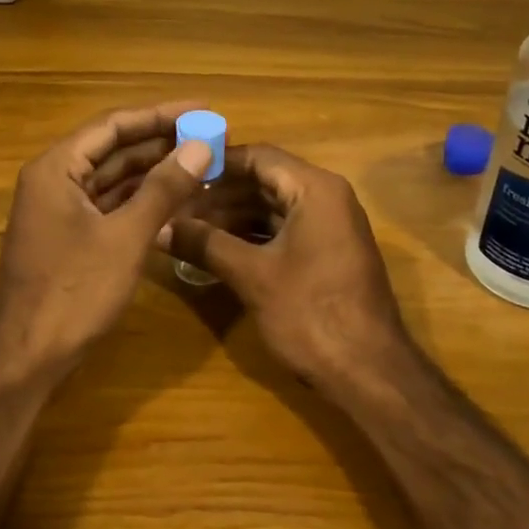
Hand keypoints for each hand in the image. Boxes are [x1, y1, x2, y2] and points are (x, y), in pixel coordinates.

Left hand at [0, 101, 213, 370]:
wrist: (26, 356)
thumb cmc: (74, 291)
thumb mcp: (125, 237)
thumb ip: (163, 189)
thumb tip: (200, 146)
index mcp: (57, 168)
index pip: (114, 125)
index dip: (160, 114)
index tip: (202, 110)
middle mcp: (54, 180)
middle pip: (113, 149)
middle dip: (161, 143)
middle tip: (209, 137)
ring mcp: (60, 210)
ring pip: (113, 179)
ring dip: (154, 172)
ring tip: (201, 164)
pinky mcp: (69, 237)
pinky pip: (109, 206)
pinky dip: (141, 201)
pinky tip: (176, 200)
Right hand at [162, 145, 412, 400]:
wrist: (369, 372)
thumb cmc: (311, 313)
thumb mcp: (252, 275)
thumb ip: (205, 244)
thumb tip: (159, 228)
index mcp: (315, 189)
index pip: (258, 156)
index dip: (215, 163)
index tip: (177, 173)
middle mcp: (326, 198)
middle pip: (263, 180)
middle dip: (218, 195)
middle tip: (174, 207)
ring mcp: (329, 227)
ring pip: (271, 208)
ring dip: (231, 218)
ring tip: (187, 230)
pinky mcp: (326, 254)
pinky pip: (283, 231)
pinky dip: (250, 237)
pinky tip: (216, 251)